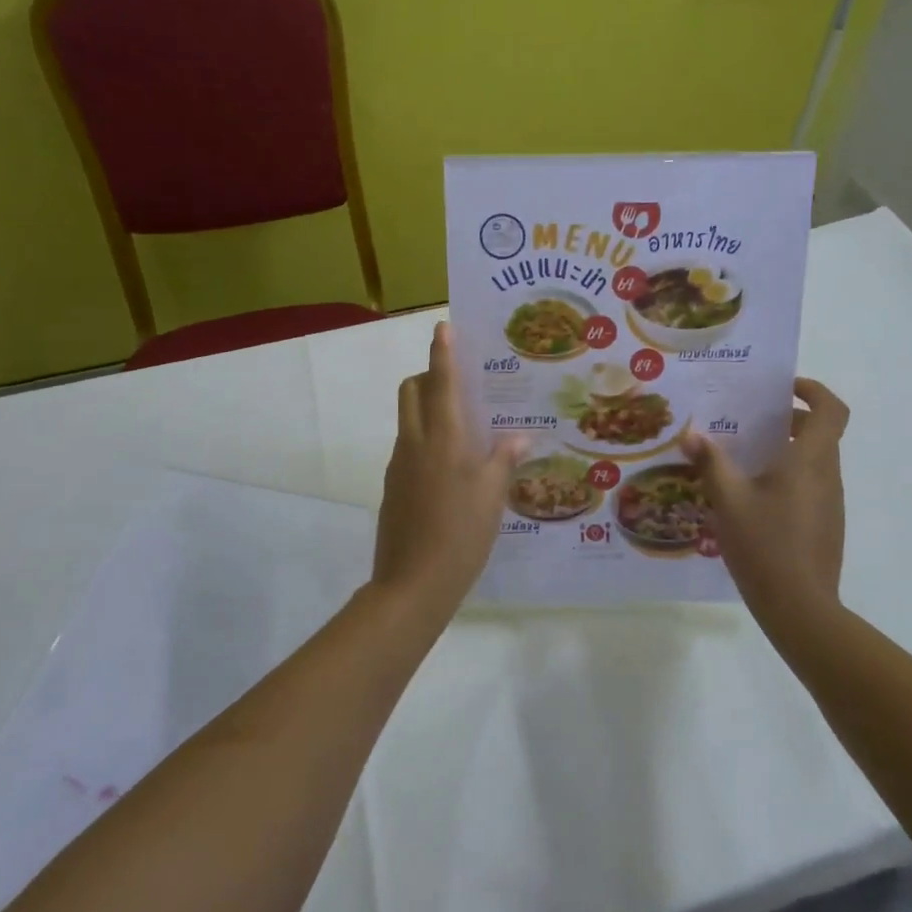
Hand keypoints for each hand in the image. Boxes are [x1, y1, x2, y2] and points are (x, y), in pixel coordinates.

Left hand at [372, 322, 528, 612]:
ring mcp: (399, 465)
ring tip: (464, 425)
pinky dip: (425, 438)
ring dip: (427, 407)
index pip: (440, 381)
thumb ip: (503, 459)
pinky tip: (452, 466)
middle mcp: (414, 442)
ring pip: (408, 418)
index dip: (442, 352)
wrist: (412, 584)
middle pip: (411, 390)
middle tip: (460, 384)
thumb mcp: (492, 495)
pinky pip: (408, 446)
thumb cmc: (460, 534)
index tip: (443, 327)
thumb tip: (518, 435)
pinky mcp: (393, 487)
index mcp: (441, 438)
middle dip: (429, 376)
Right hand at [683, 378, 850, 633]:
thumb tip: (692, 435)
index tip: (784, 389)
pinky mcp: (826, 525)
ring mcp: (831, 503)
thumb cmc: (764, 544)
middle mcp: (827, 475)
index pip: (831, 410)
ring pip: (815, 461)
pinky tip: (755, 498)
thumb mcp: (728, 500)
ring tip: (745, 459)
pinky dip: (789, 477)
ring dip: (788, 450)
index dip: (813, 391)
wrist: (800, 608)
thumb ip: (711, 463)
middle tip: (751, 421)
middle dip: (790, 421)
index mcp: (810, 460)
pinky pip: (811, 486)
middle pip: (822, 433)